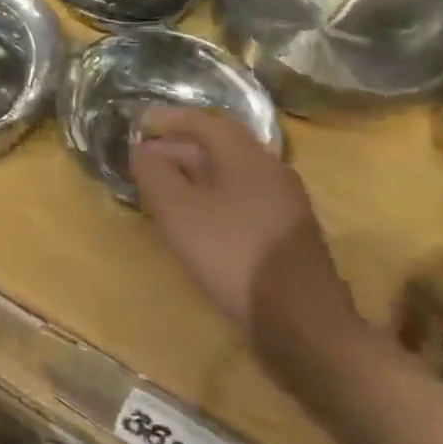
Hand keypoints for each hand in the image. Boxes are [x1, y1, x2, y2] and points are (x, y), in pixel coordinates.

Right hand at [129, 107, 355, 338]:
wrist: (302, 324)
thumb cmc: (233, 255)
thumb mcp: (178, 211)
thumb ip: (154, 174)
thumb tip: (142, 151)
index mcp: (247, 156)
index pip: (205, 121)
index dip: (170, 119)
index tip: (140, 124)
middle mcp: (271, 170)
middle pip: (220, 146)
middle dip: (179, 148)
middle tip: (145, 160)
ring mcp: (285, 203)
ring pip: (231, 174)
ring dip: (195, 175)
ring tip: (164, 190)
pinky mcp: (287, 233)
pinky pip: (242, 198)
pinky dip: (213, 197)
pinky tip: (196, 220)